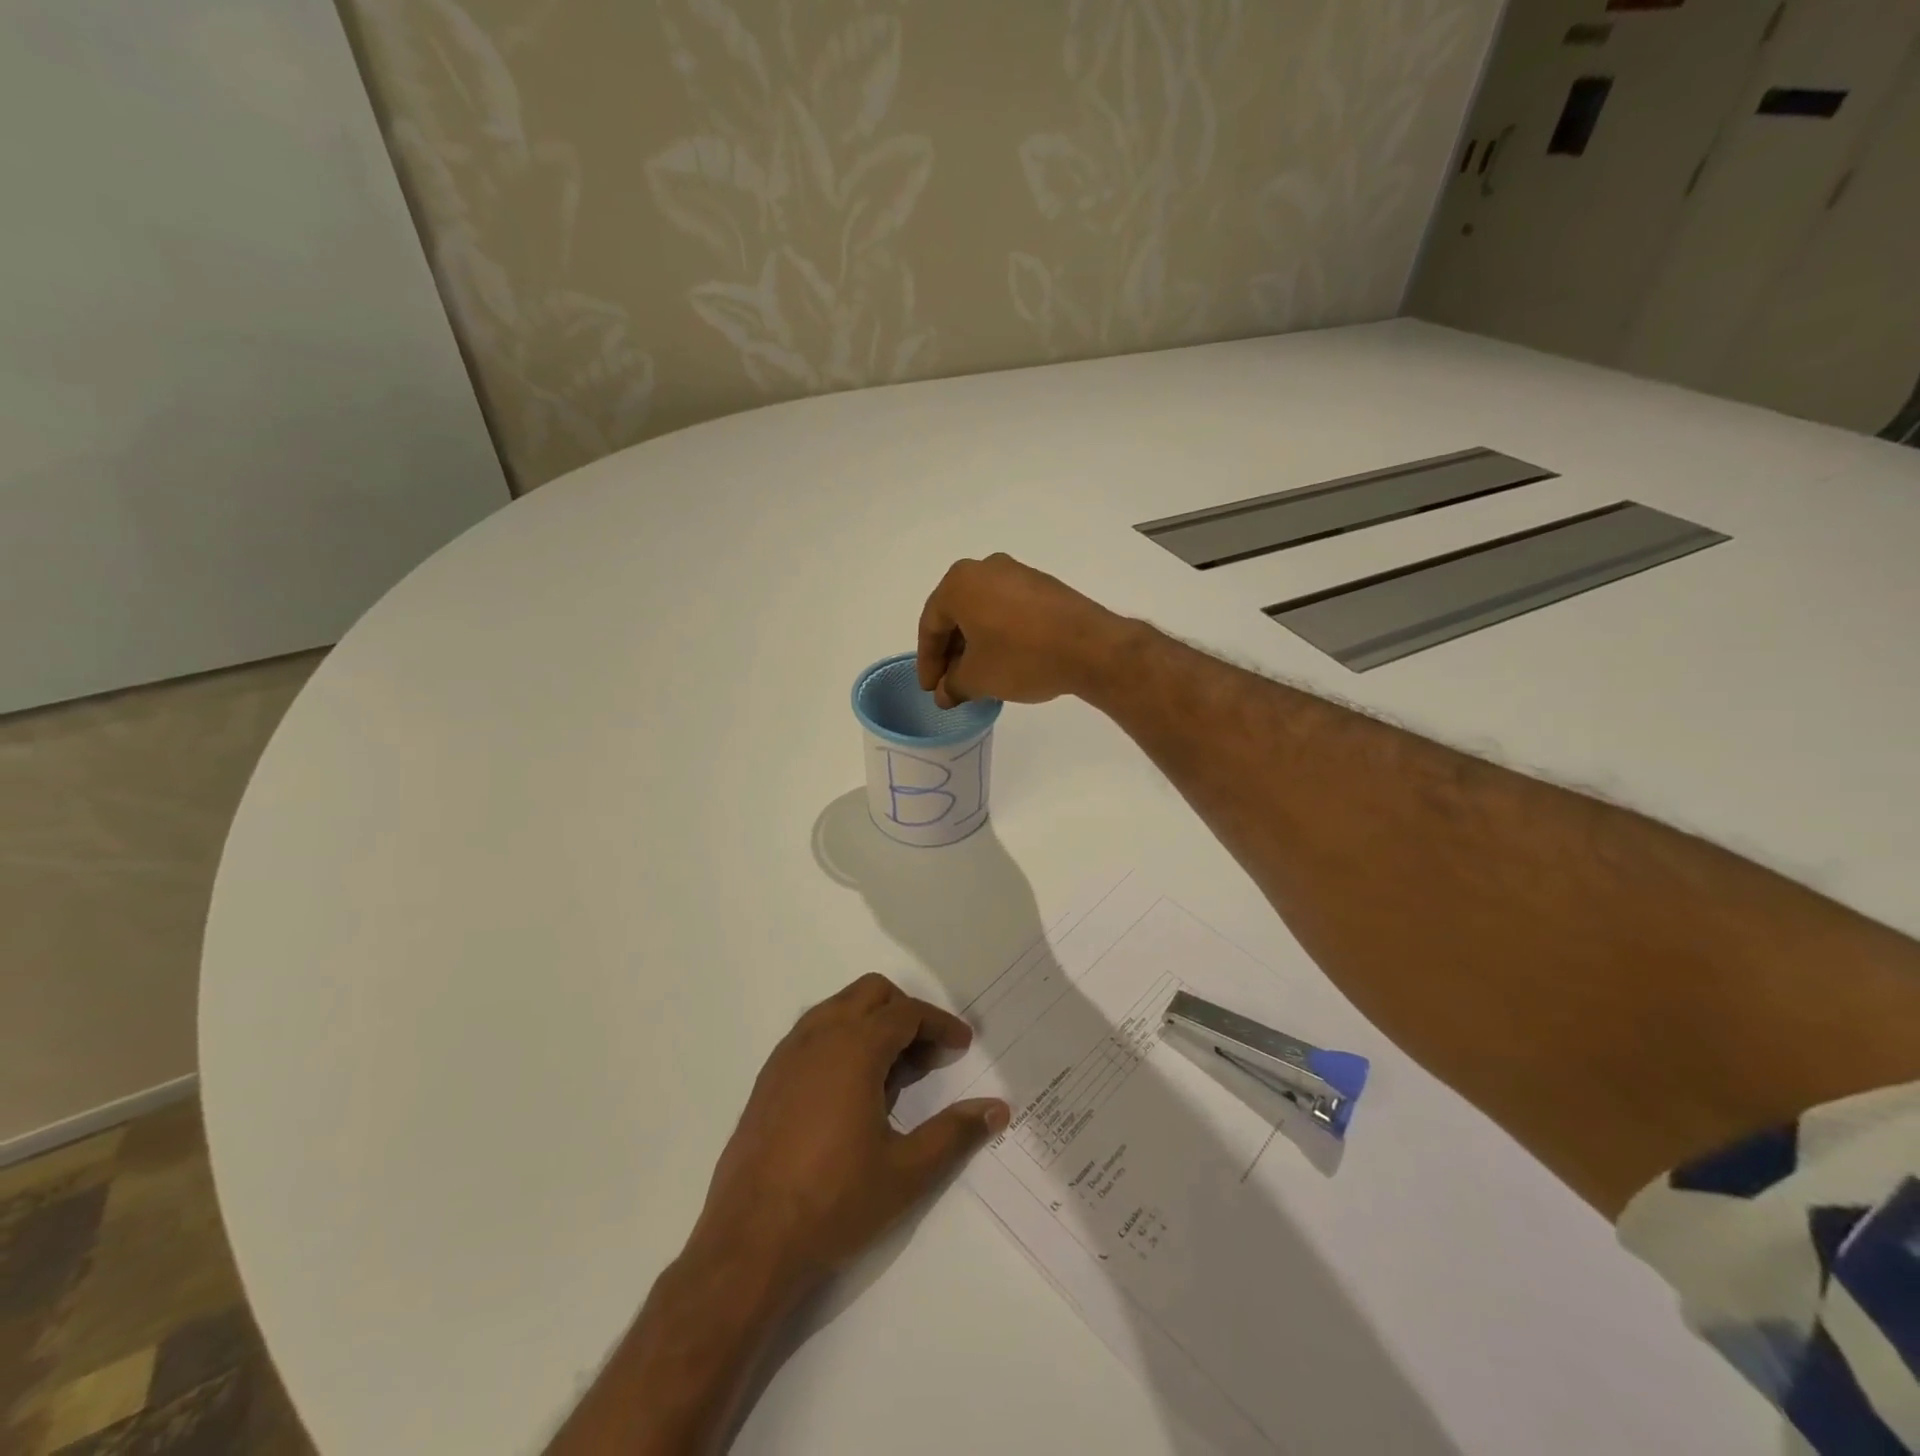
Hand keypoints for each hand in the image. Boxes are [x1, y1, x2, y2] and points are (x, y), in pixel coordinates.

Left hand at [691, 974, 1009, 1295]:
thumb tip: (997, 1108)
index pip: (906, 1014)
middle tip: (929, 1055)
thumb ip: (955, 1133)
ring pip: (839, 1008)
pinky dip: (842, 1039)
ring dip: (872, 1023)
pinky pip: (813, 1033)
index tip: (962, 1047)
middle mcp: (818, 1037)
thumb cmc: (834, 1202)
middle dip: (906, 1013)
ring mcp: (787, 1055)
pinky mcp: (769, 1078)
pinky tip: (852, 1090)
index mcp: (853, 1048)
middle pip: (871, 995)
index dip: (940, 1025)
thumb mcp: (906, 1172)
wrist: (749, 1244)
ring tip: (894, 1073)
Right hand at [916, 553, 1130, 707]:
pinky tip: (1004, 660)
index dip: (928, 662)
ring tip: (977, 676)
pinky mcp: (1043, 586)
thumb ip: (953, 685)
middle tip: (951, 684)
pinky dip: (998, 634)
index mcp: (959, 583)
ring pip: (983, 612)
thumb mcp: (978, 678)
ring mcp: (1018, 573)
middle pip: (956, 615)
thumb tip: (945, 693)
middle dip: (951, 652)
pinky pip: (1008, 610)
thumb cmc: (1021, 657)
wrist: (1090, 647)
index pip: (931, 625)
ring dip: (975, 644)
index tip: (931, 690)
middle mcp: (985, 568)